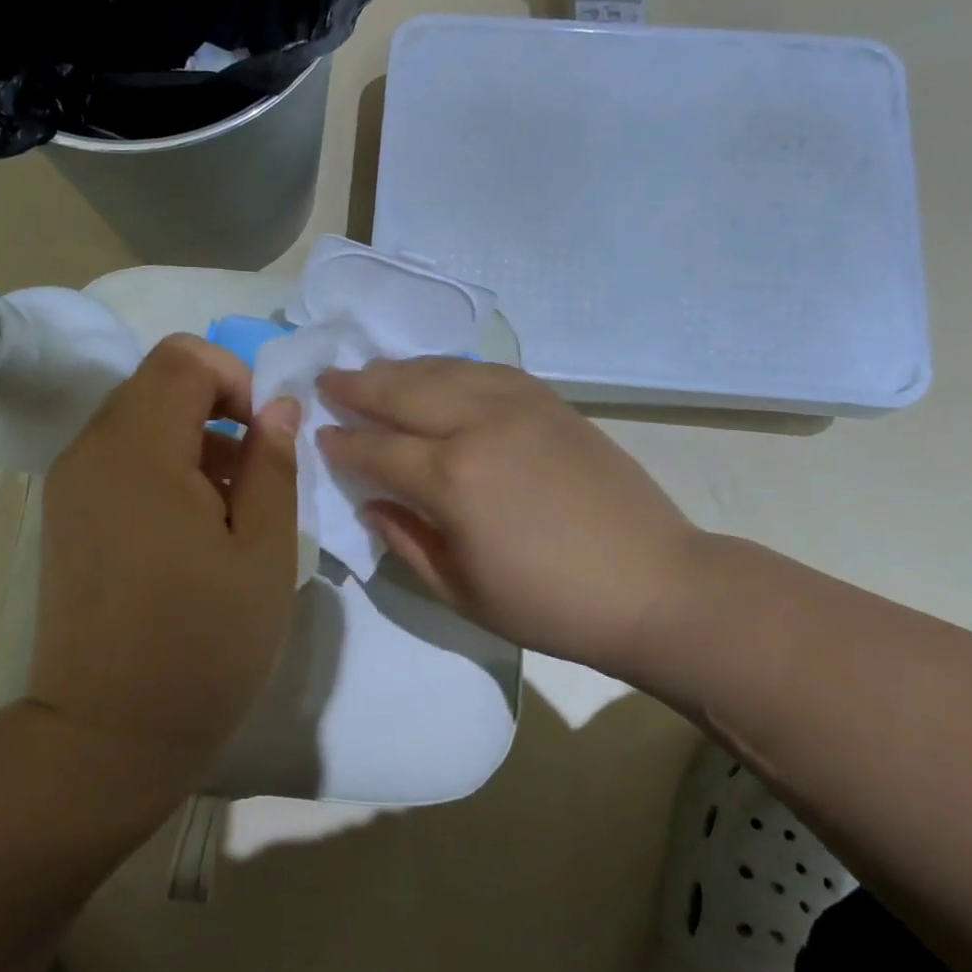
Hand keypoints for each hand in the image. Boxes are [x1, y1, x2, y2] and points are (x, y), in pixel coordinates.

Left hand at [29, 334, 299, 780]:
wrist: (107, 736)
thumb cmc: (202, 643)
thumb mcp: (264, 551)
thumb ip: (273, 463)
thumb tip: (279, 406)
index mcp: (139, 449)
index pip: (184, 357)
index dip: (236, 379)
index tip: (264, 437)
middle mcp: (91, 449)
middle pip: (158, 381)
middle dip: (216, 407)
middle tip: (254, 474)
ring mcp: (70, 482)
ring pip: (139, 417)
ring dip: (192, 438)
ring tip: (228, 508)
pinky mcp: (66, 513)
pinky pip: (119, 456)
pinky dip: (162, 464)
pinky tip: (190, 528)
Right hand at [318, 358, 708, 683]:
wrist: (651, 585)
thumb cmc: (549, 605)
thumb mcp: (460, 591)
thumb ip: (406, 540)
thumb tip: (372, 502)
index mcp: (452, 479)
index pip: (377, 449)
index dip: (343, 443)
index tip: (320, 435)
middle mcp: (478, 426)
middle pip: (402, 391)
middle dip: (358, 386)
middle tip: (328, 380)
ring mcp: (518, 405)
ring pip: (443, 370)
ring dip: (400, 369)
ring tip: (372, 370)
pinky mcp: (550, 401)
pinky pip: (486, 370)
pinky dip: (451, 367)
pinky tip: (438, 373)